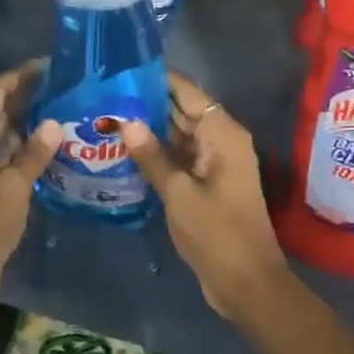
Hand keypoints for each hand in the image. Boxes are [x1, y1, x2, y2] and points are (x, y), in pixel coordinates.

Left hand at [0, 62, 60, 300]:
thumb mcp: (12, 186)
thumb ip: (34, 153)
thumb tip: (54, 123)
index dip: (20, 75)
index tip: (50, 66)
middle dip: (27, 95)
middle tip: (64, 86)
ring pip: (2, 129)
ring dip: (28, 120)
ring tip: (63, 109)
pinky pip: (5, 151)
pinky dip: (24, 144)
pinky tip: (51, 144)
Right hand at [124, 72, 288, 317]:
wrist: (247, 284)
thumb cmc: (217, 234)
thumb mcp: (179, 194)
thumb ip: (152, 156)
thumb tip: (126, 121)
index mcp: (222, 135)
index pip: (188, 93)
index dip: (159, 79)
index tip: (124, 68)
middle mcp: (221, 142)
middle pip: (182, 111)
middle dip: (148, 103)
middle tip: (106, 94)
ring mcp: (214, 164)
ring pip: (179, 135)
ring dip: (149, 129)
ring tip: (108, 116)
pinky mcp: (207, 184)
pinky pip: (180, 157)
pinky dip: (157, 153)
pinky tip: (124, 150)